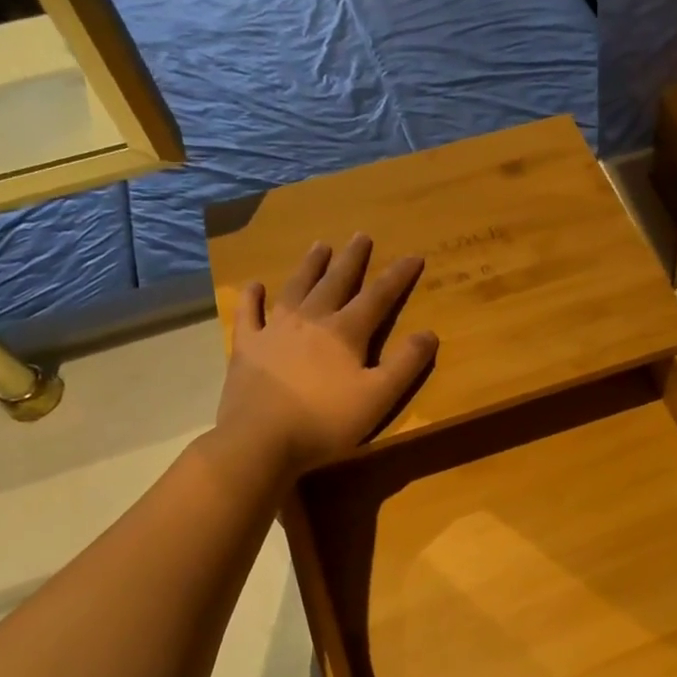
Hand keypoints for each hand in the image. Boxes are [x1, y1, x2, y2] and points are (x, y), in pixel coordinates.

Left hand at [212, 235, 437, 474]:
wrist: (260, 441)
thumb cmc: (326, 422)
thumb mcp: (379, 397)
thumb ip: (405, 364)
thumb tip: (429, 333)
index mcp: (345, 333)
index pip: (378, 297)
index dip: (398, 276)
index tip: (413, 255)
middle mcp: (310, 321)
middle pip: (335, 282)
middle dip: (351, 259)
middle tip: (360, 236)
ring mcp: (274, 331)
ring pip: (296, 289)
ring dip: (309, 267)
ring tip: (319, 246)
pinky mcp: (246, 347)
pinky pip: (249, 314)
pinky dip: (252, 298)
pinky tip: (255, 286)